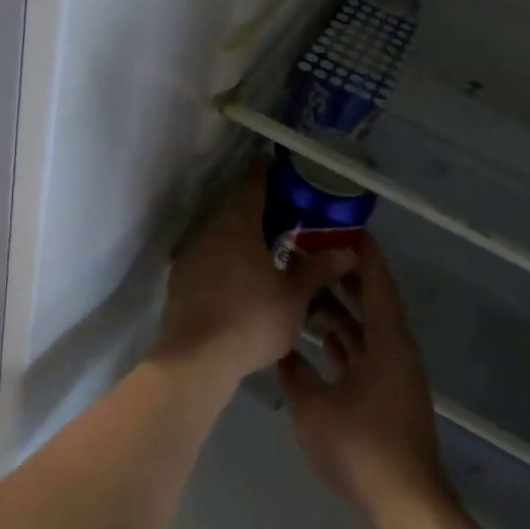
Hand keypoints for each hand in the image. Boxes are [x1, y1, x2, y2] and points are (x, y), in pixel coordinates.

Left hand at [156, 166, 357, 387]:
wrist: (195, 361)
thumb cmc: (251, 319)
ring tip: (268, 249)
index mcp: (237, 224)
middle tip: (286, 214)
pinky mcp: (180, 282)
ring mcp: (190, 256)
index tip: (281, 167)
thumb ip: (319, 269)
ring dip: (241, 237)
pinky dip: (227, 260)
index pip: (253, 183)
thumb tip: (349, 250)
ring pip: (220, 236)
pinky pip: (209, 259)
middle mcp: (209, 231)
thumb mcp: (295, 297)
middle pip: (235, 209)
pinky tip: (242, 280)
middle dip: (259, 209)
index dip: (267, 172)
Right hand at [278, 235, 450, 522]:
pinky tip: (320, 340)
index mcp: (388, 341)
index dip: (362, 253)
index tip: (342, 227)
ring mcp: (394, 375)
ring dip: (342, 312)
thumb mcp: (314, 407)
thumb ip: (295, 373)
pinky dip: (345, 342)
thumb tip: (281, 350)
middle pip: (373, 302)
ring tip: (307, 292)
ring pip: (367, 330)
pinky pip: (365, 354)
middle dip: (346, 277)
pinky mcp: (388, 397)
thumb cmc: (361, 446)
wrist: (405, 504)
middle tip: (314, 254)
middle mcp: (396, 350)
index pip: (377, 282)